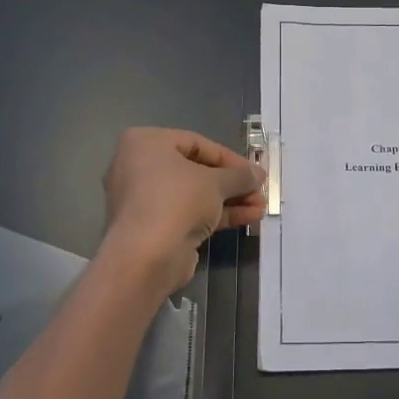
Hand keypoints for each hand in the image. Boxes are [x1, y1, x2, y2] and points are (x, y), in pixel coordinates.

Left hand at [102, 128, 264, 294]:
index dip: (230, 158)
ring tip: (260, 207)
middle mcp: (139, 167)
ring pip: (195, 195)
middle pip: (196, 171)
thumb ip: (240, 175)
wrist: (146, 255)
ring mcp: (145, 200)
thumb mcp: (216, 182)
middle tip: (259, 191)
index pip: (197, 143)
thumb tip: (258, 174)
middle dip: (232, 183)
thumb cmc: (177, 200)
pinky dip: (216, 215)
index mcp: (145, 143)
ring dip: (229, 200)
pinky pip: (189, 213)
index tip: (254, 172)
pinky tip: (248, 218)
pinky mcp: (154, 227)